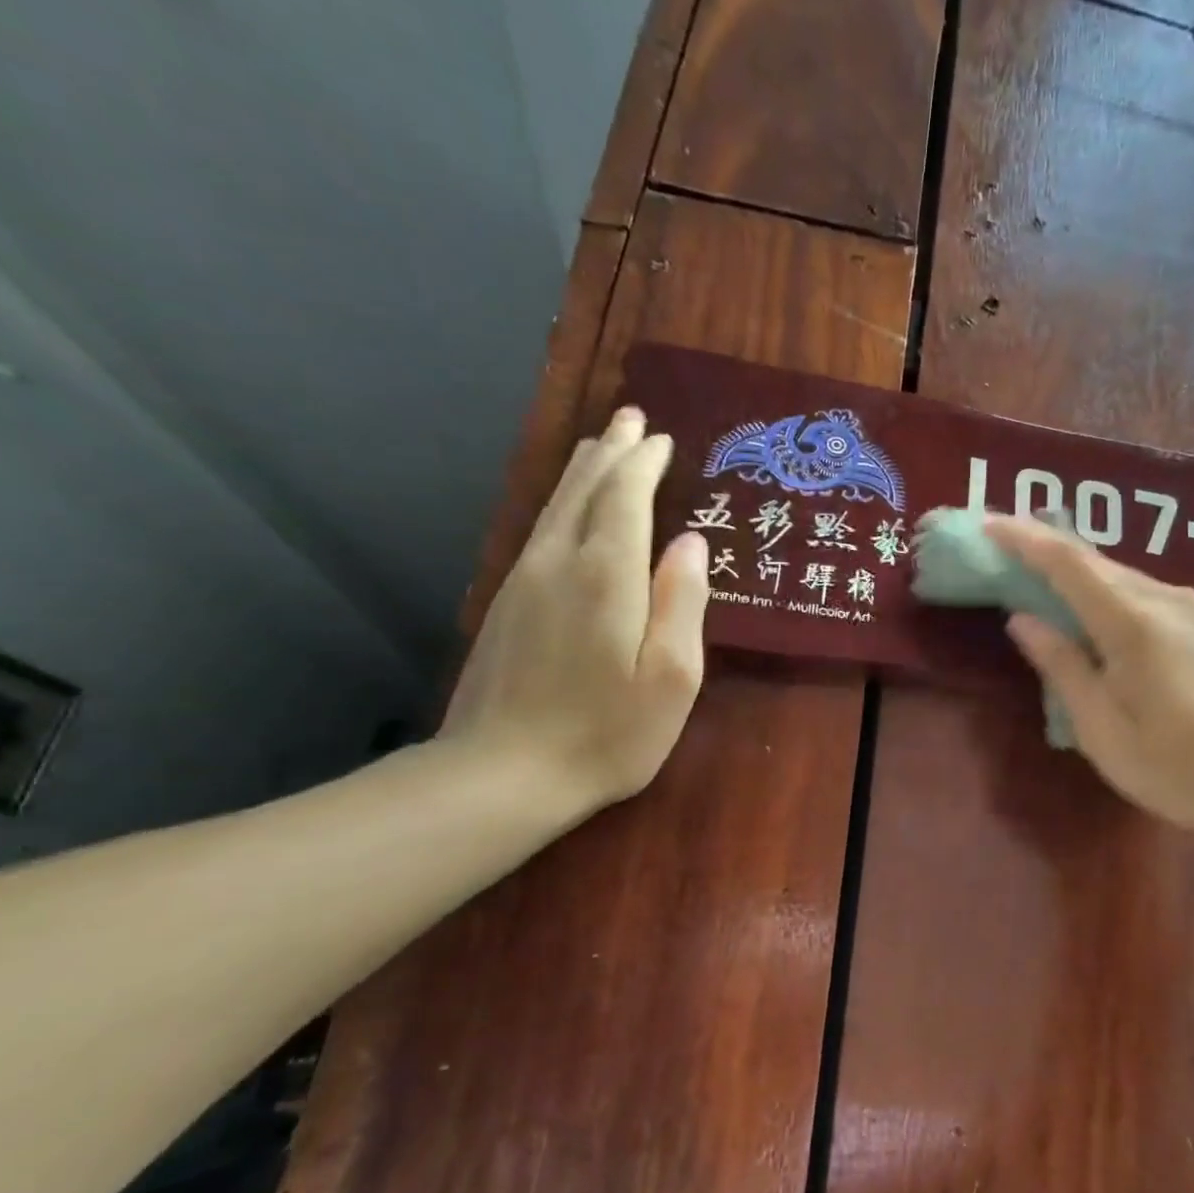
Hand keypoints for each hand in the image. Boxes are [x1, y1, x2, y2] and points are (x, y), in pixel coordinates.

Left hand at [441, 406, 709, 815]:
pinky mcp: (505, 604)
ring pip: (556, 506)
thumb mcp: (671, 677)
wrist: (503, 773)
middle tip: (631, 419)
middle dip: (612, 451)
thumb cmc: (607, 732)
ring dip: (583, 470)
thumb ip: (683, 603)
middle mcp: (559, 563)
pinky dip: (561, 503)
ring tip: (602, 444)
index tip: (663, 440)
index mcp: (607, 575)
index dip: (645, 464)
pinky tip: (568, 508)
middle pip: (584, 489)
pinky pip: (539, 530)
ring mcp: (523, 581)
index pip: (626, 497)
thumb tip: (690, 542)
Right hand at [986, 515, 1193, 844]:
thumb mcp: (1103, 730)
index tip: (986, 525)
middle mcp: (1167, 599)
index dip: (1023, 539)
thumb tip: (1022, 619)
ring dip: (1077, 575)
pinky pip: (1145, 595)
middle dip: (1044, 552)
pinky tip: (1095, 614)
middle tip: (1002, 555)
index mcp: (1133, 623)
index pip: (1067, 562)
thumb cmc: (1179, 768)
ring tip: (1040, 583)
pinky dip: (1108, 595)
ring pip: (1122, 578)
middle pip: (1095, 563)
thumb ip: (1062, 667)